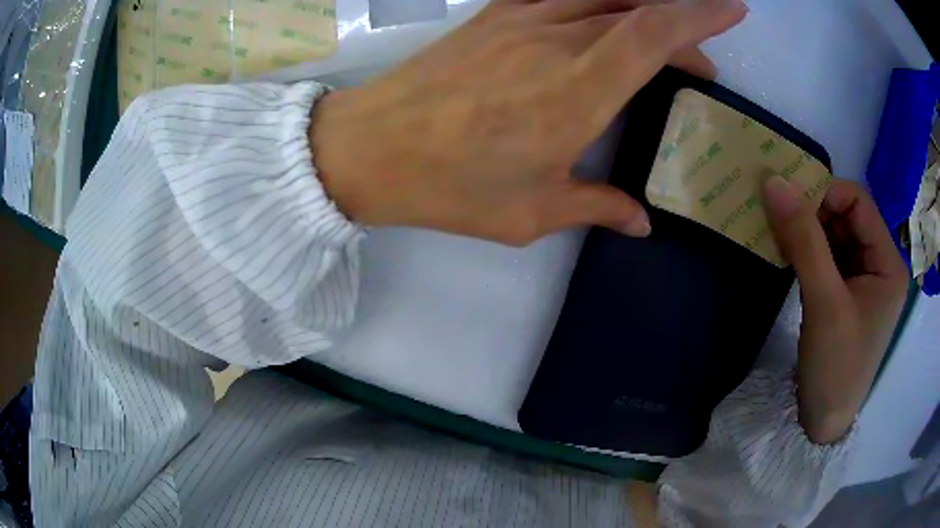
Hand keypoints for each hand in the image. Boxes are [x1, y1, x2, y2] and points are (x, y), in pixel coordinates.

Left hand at [311, 0, 746, 244]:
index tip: (732, 10)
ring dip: (645, 11)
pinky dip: (598, 0)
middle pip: (638, 11)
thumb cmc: (448, 186)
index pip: (654, 31)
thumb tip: (640, 220)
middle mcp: (555, 41)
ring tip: (663, 43)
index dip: (700, 14)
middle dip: (682, 28)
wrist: (370, 148)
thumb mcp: (529, 212)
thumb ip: (595, 206)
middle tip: (698, 66)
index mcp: (575, 92)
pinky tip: (605, 19)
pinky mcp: (495, 14)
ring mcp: (521, 18)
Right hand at [762, 176, 908, 443]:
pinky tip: (788, 256)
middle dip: (814, 213)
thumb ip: (804, 240)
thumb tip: (774, 182)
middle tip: (779, 218)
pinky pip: (827, 259)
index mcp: (888, 263)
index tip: (788, 202)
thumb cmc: (835, 367)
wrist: (820, 425)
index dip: (825, 194)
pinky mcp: (846, 296)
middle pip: (847, 218)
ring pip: (835, 236)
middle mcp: (880, 265)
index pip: (858, 203)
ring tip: (779, 237)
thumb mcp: (824, 302)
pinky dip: (807, 252)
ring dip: (807, 232)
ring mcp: (863, 281)